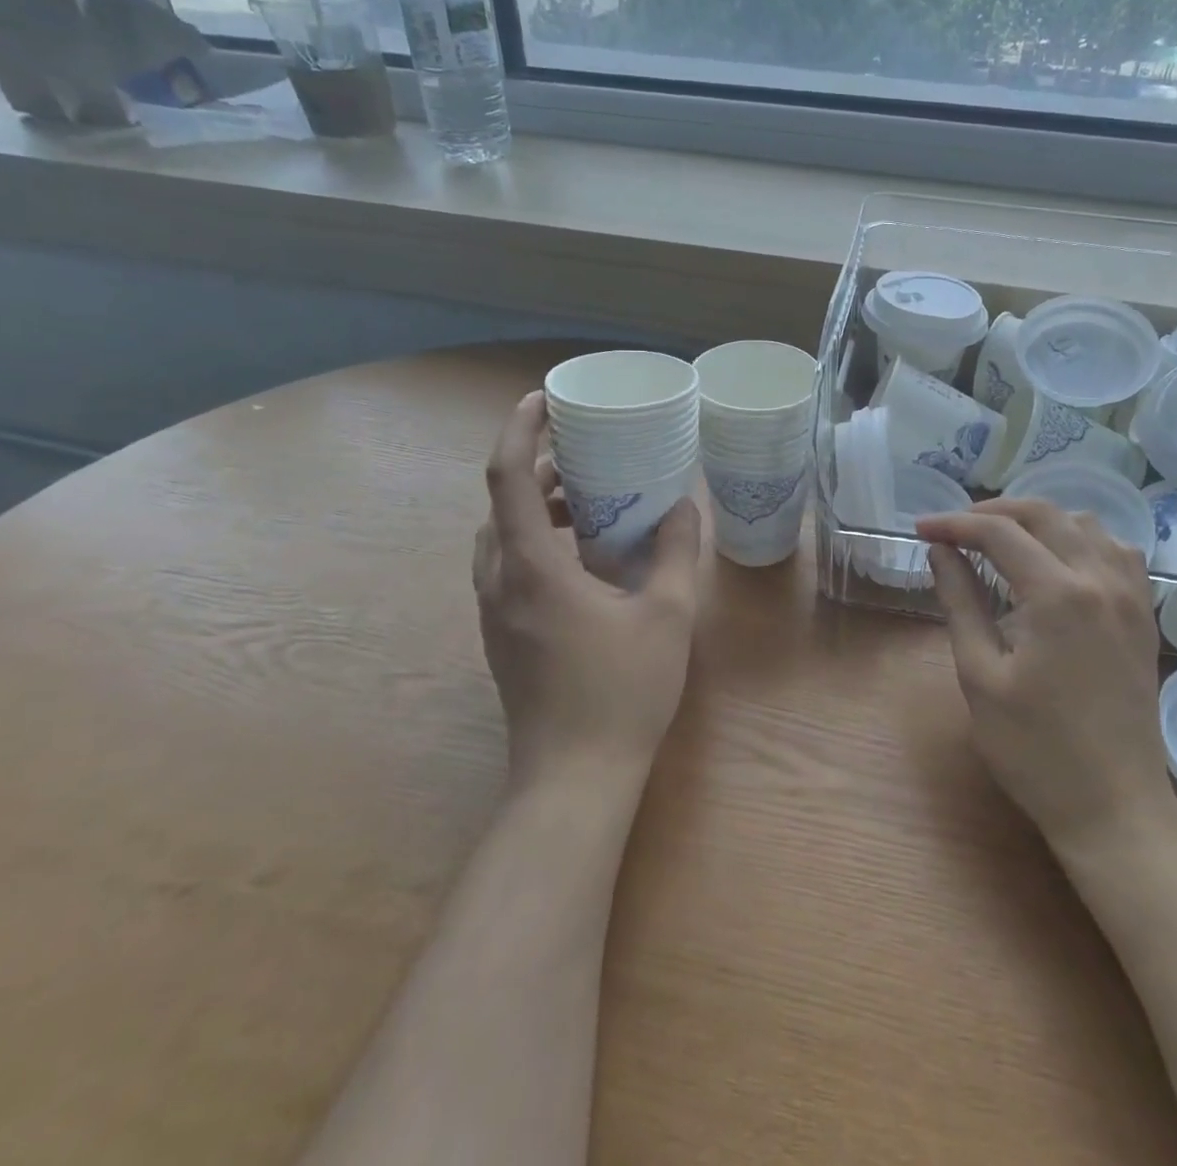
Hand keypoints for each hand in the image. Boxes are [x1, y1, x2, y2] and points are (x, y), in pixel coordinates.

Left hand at [473, 391, 701, 789]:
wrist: (573, 777)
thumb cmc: (622, 690)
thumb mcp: (666, 614)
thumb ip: (676, 552)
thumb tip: (683, 506)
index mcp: (531, 567)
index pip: (506, 478)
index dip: (519, 429)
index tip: (542, 400)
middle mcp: (499, 582)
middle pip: (500, 504)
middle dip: (535, 468)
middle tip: (583, 453)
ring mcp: (494, 613)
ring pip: (500, 538)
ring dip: (534, 508)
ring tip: (586, 501)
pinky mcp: (502, 636)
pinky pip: (507, 567)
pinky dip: (535, 541)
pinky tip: (583, 558)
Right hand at [917, 500, 1176, 854]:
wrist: (1114, 807)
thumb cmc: (1034, 750)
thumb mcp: (980, 675)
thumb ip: (960, 602)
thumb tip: (940, 552)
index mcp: (1058, 595)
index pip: (999, 533)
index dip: (954, 524)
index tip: (921, 530)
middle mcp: (1101, 580)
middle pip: (1044, 514)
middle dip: (992, 511)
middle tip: (954, 529)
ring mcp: (1131, 596)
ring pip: (1084, 524)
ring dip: (1039, 521)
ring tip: (1001, 540)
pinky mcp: (1144, 615)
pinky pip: (1117, 551)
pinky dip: (1080, 539)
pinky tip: (1058, 561)